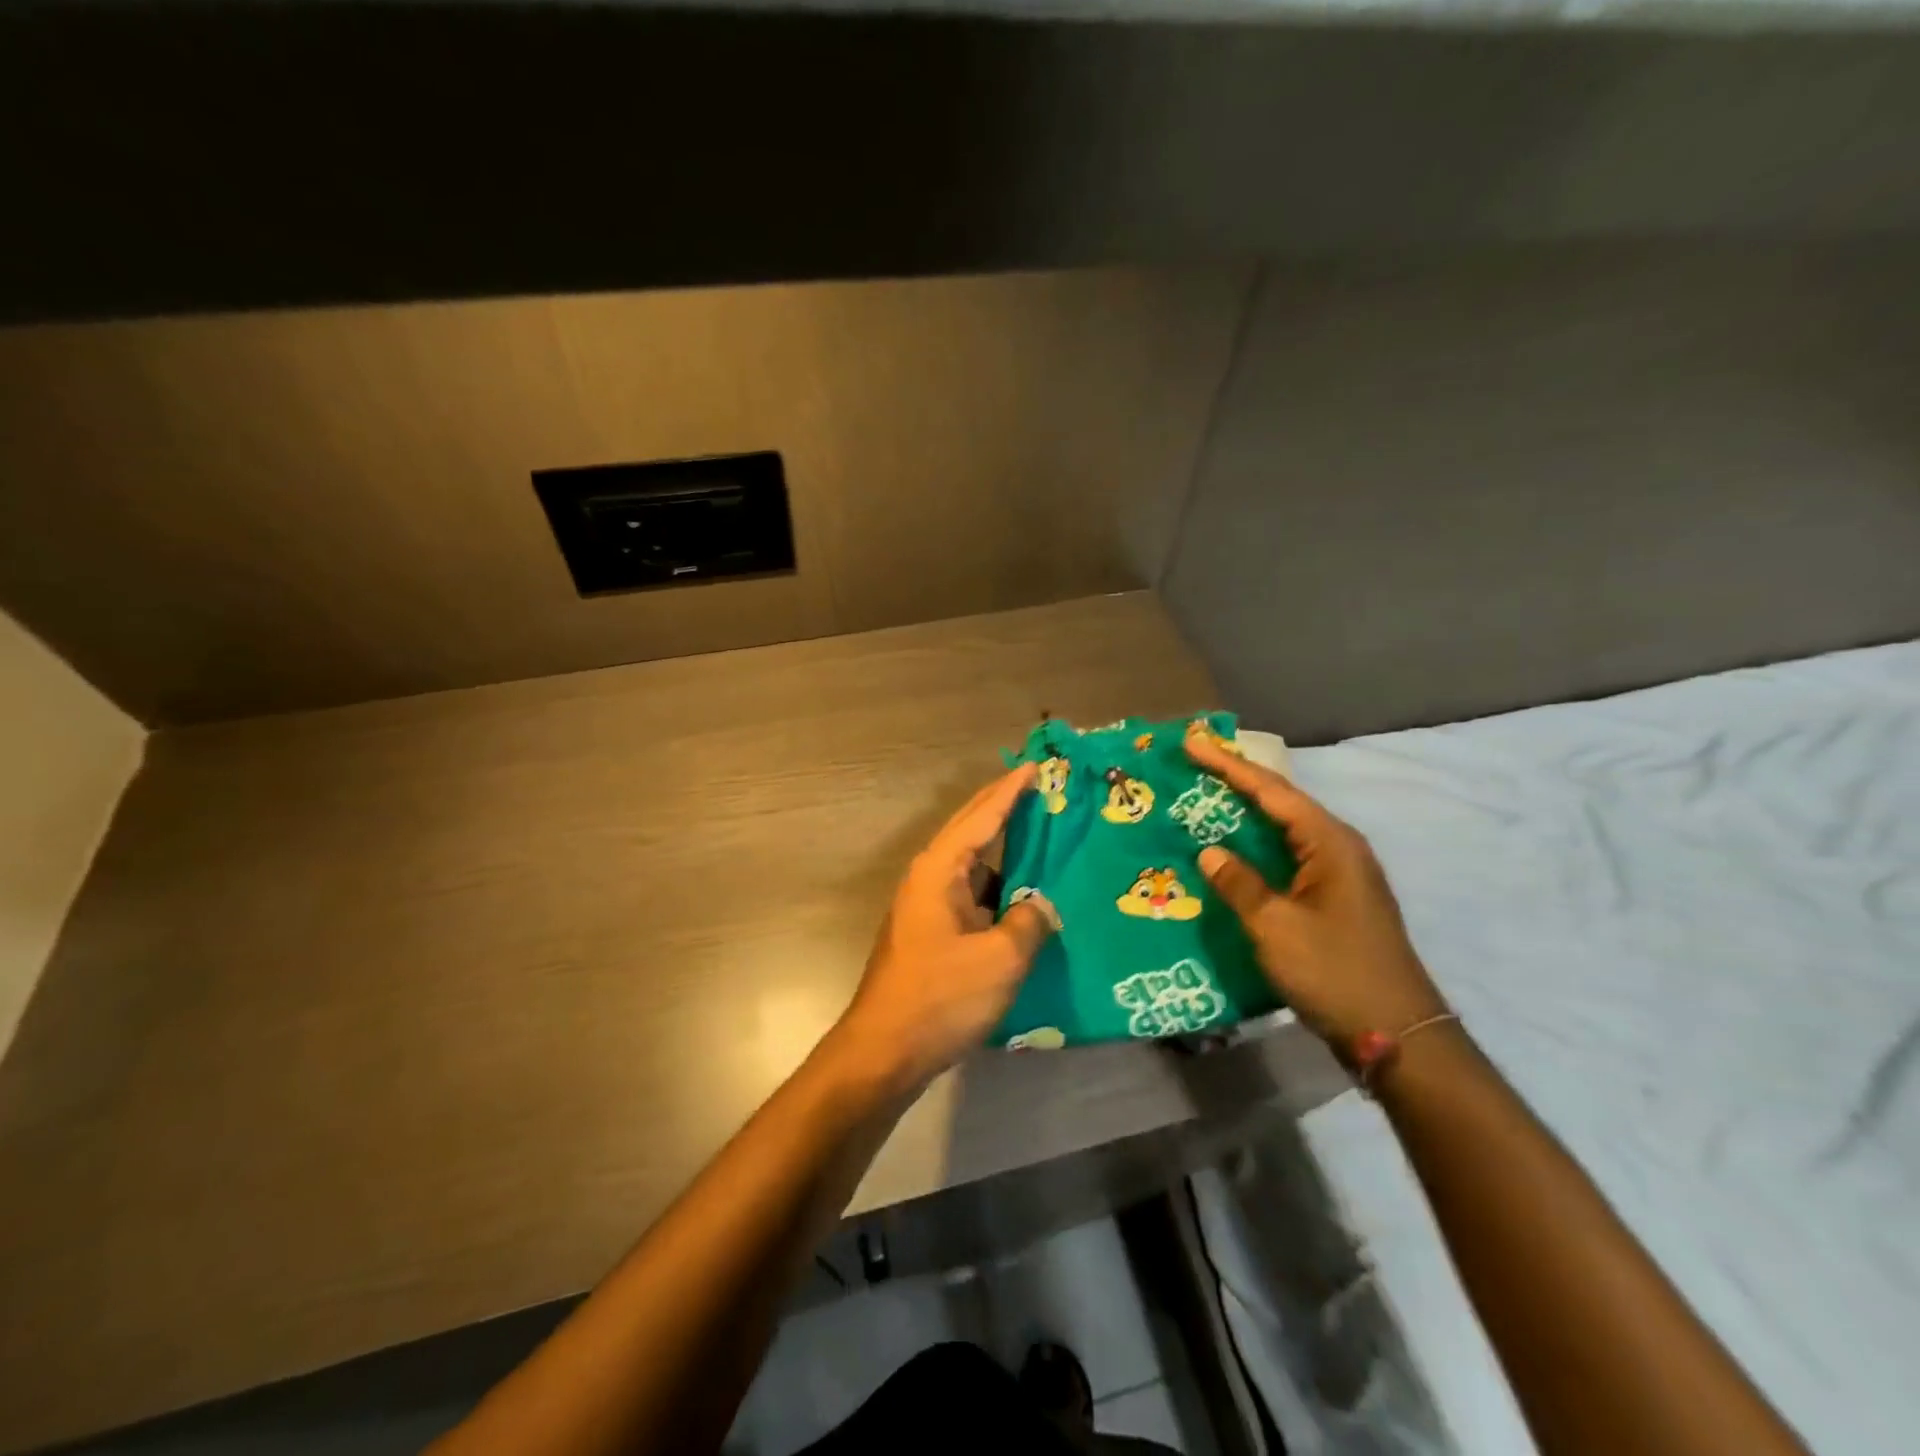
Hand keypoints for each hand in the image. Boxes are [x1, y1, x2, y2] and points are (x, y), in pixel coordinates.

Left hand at [831, 764, 1056, 1091]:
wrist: (884, 1051)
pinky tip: (1026, 900)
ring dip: (1005, 853)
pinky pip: (973, 897)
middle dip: (1005, 809)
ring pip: (973, 867)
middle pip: (972, 832)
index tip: (1035, 767)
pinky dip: (1000, 890)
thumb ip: (1029, 923)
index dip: (1010, 790)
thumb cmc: (940, 998)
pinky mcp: (933, 935)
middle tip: (1043, 791)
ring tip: (1045, 840)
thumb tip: (1041, 906)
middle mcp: (930, 879)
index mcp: (939, 870)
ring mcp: (928, 908)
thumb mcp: (1000, 959)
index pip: (981, 816)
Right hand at [1185, 725, 1445, 1049]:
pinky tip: (1231, 854)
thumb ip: (1239, 884)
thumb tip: (1209, 852)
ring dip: (1244, 815)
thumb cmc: (1333, 972)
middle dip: (1236, 782)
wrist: (1396, 1033)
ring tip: (1203, 799)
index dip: (1228, 766)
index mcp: (1329, 843)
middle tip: (1194, 764)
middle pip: (1280, 803)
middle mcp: (1338, 848)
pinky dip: (1255, 848)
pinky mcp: (1333, 900)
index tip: (1192, 743)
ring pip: (1283, 831)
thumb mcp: (1275, 926)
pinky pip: (1286, 858)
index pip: (1271, 792)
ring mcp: (1339, 875)